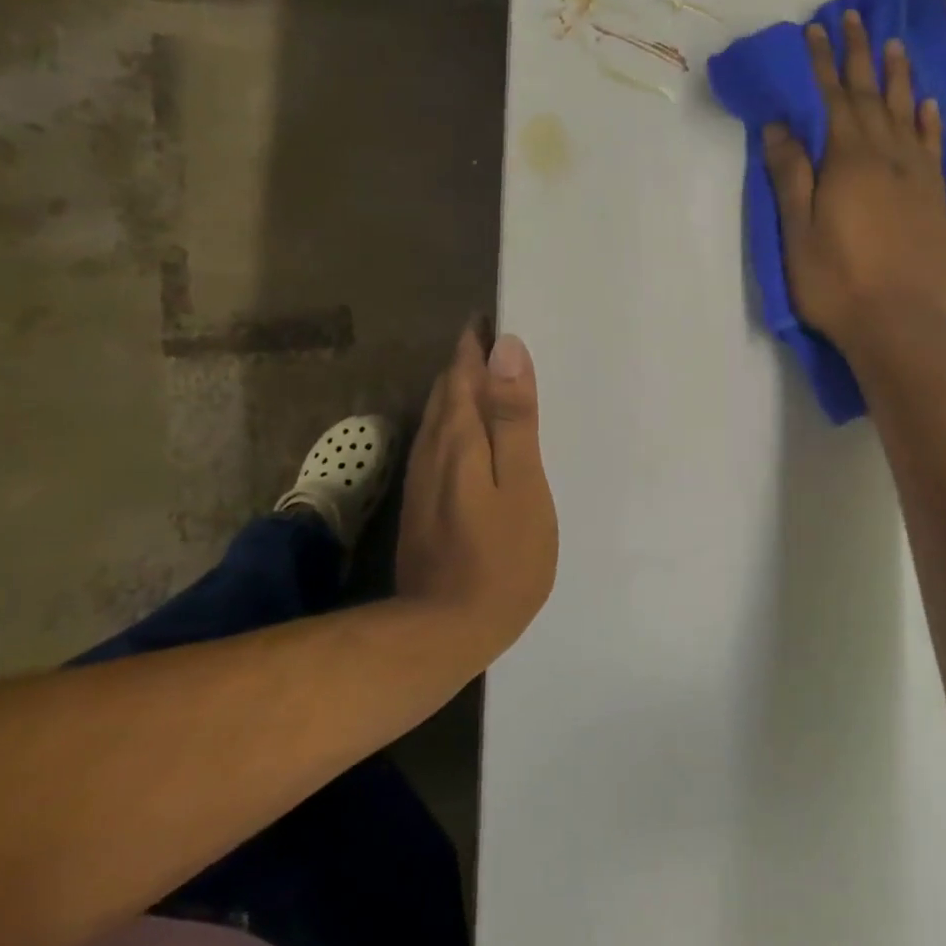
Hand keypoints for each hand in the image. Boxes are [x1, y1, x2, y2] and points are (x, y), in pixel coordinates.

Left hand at [396, 323, 558, 658]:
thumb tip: (506, 349)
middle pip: (445, 390)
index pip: (462, 372)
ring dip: (457, 391)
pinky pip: (437, 444)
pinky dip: (454, 424)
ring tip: (486, 378)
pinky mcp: (422, 504)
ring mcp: (422, 479)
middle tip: (494, 341)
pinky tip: (469, 435)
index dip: (476, 343)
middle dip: (466, 362)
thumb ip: (515, 418)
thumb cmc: (503, 557)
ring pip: (437, 418)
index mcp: (460, 437)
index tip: (493, 317)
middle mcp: (433, 449)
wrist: (446, 628)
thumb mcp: (523, 484)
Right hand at [763, 10, 945, 358]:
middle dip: (859, 56)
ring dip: (898, 77)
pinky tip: (929, 104)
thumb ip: (790, 176)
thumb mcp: (798, 233)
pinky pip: (934, 146)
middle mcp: (887, 157)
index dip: (822, 64)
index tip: (815, 29)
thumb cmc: (837, 283)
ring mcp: (917, 177)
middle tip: (853, 18)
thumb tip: (780, 126)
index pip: (832, 100)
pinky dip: (930, 120)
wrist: (900, 323)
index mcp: (847, 162)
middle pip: (871, 96)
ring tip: (894, 45)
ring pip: (907, 113)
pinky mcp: (936, 199)